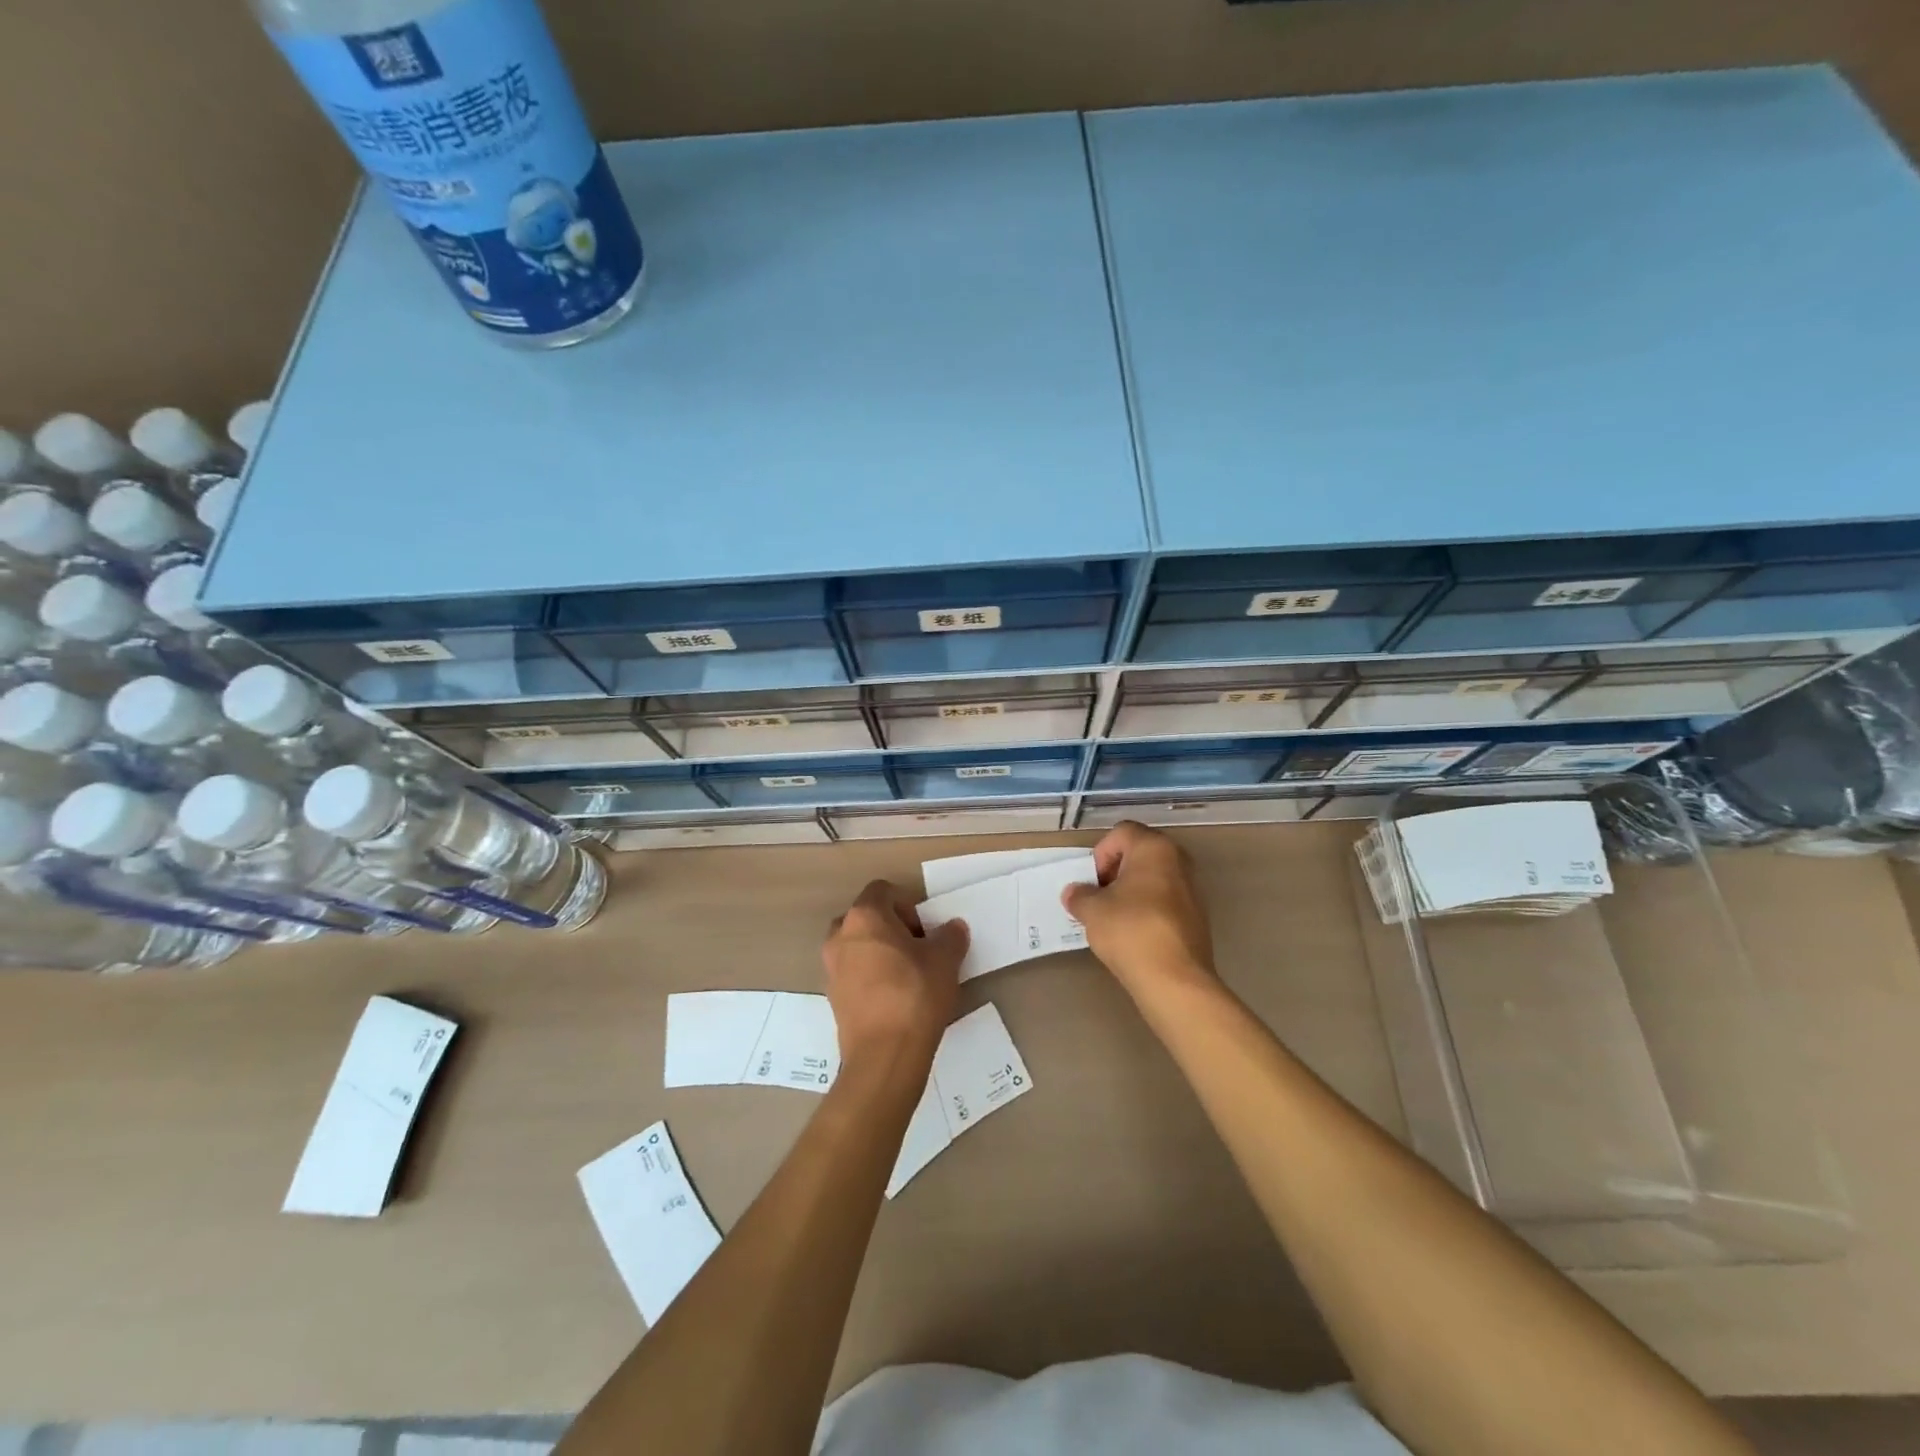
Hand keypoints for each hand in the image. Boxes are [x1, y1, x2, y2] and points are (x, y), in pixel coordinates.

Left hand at [823, 880, 967, 1077]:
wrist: (884, 1056)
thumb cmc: (915, 995)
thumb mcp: (945, 960)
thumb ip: (950, 936)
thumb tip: (952, 928)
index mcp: (864, 917)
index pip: (882, 890)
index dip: (907, 904)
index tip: (924, 931)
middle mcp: (840, 936)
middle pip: (866, 917)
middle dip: (891, 928)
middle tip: (917, 950)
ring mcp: (831, 968)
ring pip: (857, 946)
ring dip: (879, 953)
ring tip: (907, 976)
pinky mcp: (832, 997)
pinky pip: (853, 974)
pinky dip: (870, 977)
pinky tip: (894, 999)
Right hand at [1063, 821, 1214, 996]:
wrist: (1174, 979)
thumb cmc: (1130, 930)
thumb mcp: (1092, 910)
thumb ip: (1079, 895)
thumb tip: (1074, 893)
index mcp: (1154, 848)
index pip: (1121, 833)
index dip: (1101, 854)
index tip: (1094, 882)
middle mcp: (1178, 860)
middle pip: (1139, 853)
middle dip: (1116, 872)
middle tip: (1100, 898)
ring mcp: (1192, 889)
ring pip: (1153, 878)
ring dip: (1132, 892)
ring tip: (1115, 919)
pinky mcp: (1197, 916)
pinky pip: (1165, 901)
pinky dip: (1148, 909)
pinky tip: (1135, 934)